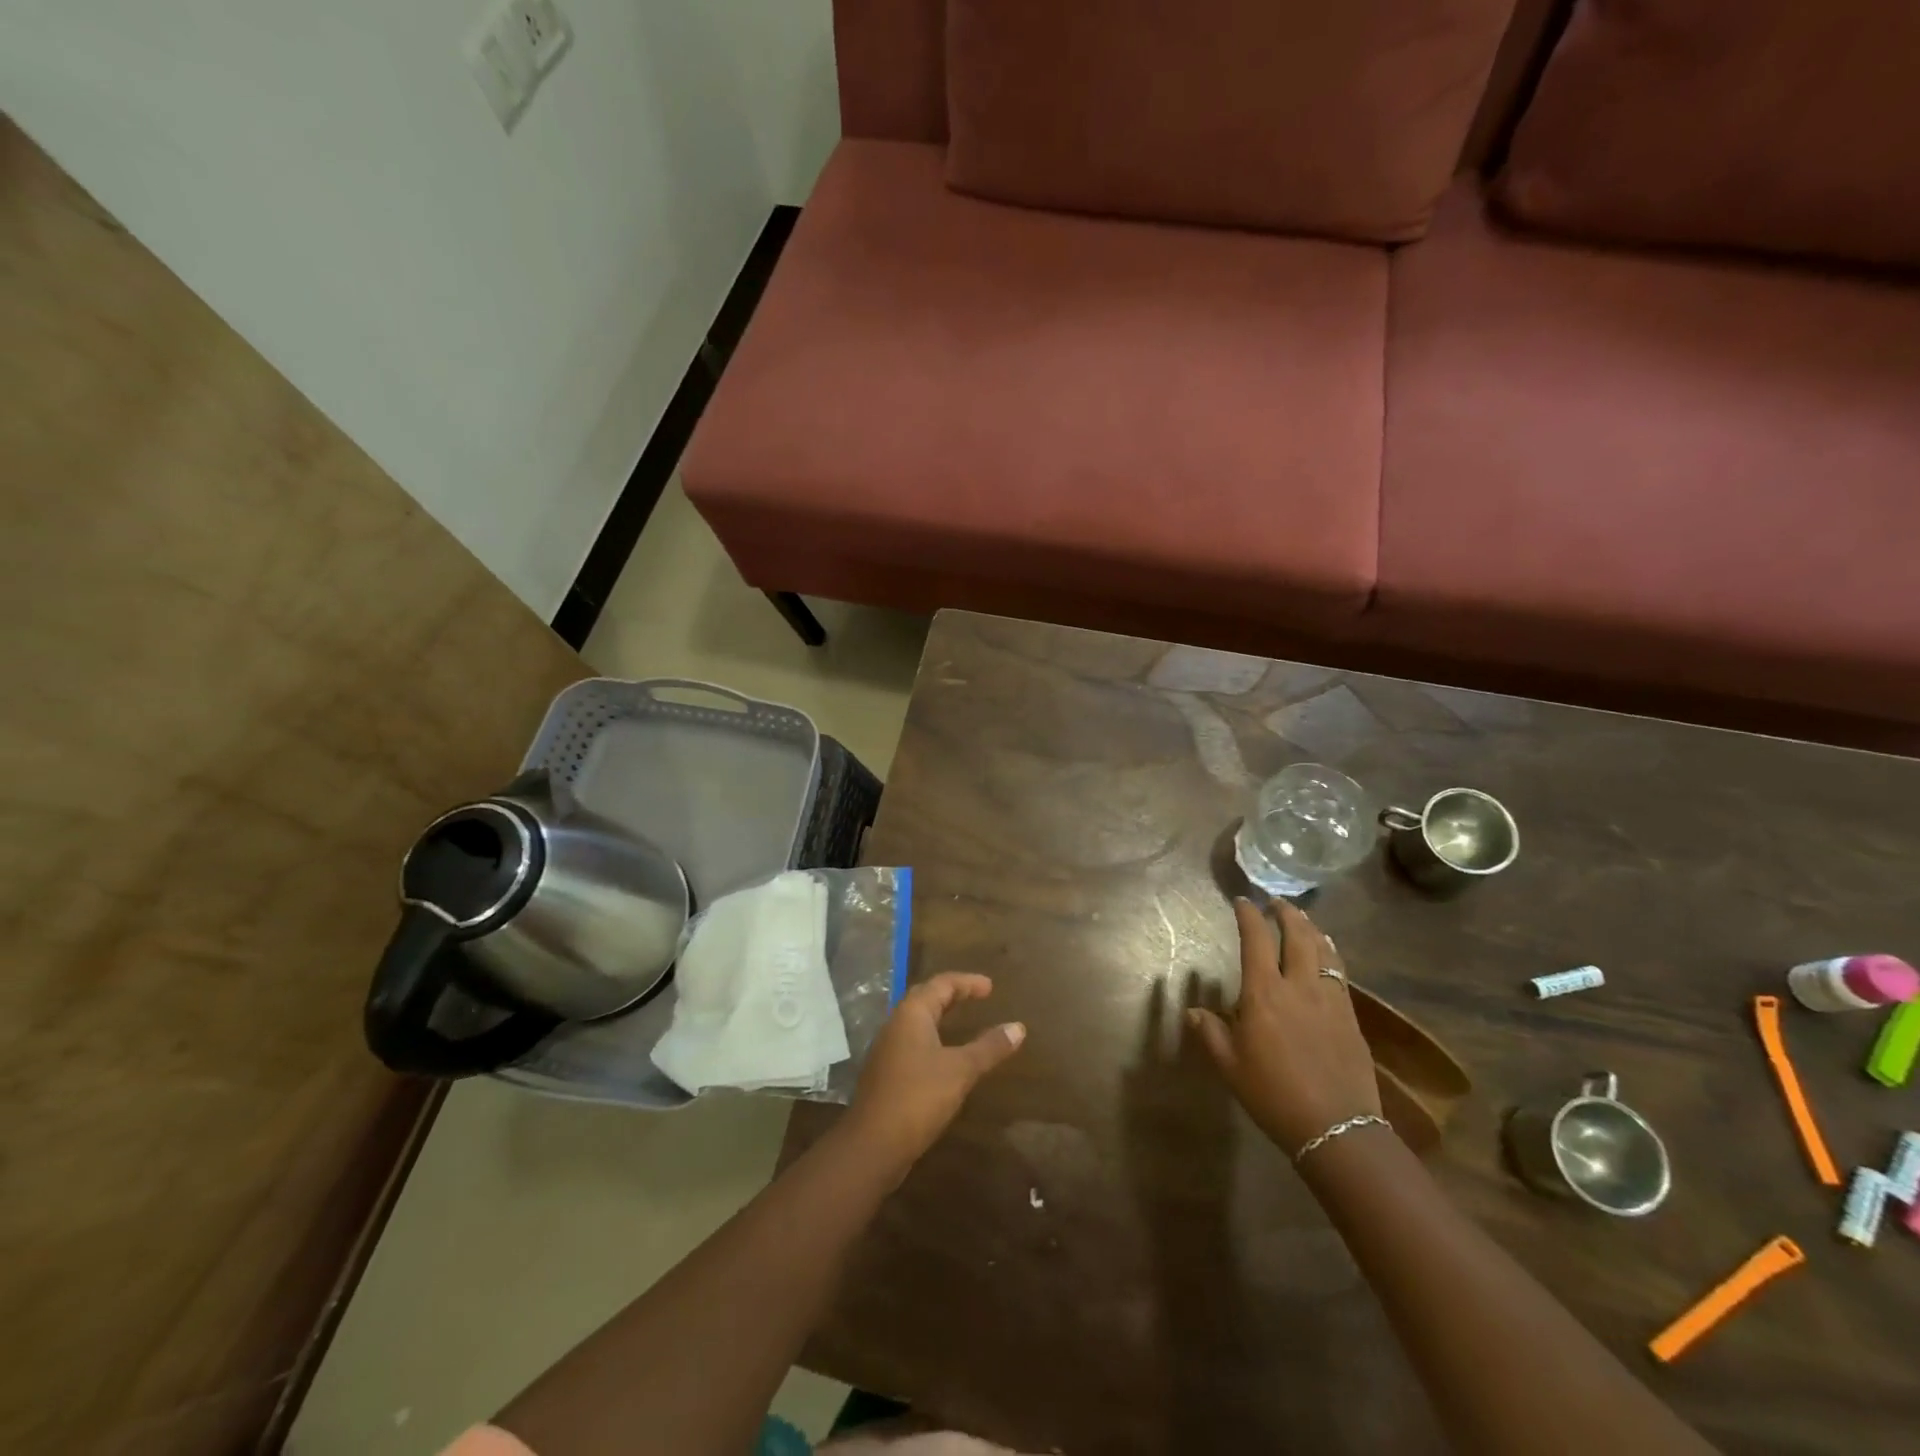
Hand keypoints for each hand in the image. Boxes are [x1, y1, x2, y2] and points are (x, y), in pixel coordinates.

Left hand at [843, 973, 1025, 1172]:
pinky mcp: (886, 1073)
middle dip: (952, 995)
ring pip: (917, 1021)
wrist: (873, 1144)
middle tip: (977, 997)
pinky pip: (913, 1042)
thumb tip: (1018, 1027)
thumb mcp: (961, 1070)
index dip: (967, 982)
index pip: (941, 984)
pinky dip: (933, 1039)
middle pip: (926, 998)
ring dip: (941, 1017)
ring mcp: (887, 1049)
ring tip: (963, 1022)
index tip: (991, 987)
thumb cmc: (918, 1097)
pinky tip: (944, 1057)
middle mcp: (896, 1024)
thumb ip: (989, 1047)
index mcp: (912, 1014)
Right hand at [1187, 898, 1381, 1153]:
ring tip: (1303, 919)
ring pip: (1323, 950)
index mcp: (1264, 993)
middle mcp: (1298, 986)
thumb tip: (1194, 1011)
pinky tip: (1329, 952)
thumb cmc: (1273, 1095)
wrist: (1337, 1128)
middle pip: (1297, 936)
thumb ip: (1211, 1033)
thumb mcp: (1230, 1066)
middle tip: (1277, 902)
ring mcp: (1330, 999)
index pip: (1256, 940)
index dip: (1249, 916)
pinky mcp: (1351, 1017)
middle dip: (1286, 914)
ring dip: (1311, 928)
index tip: (1243, 902)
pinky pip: (1341, 972)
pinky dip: (1332, 953)